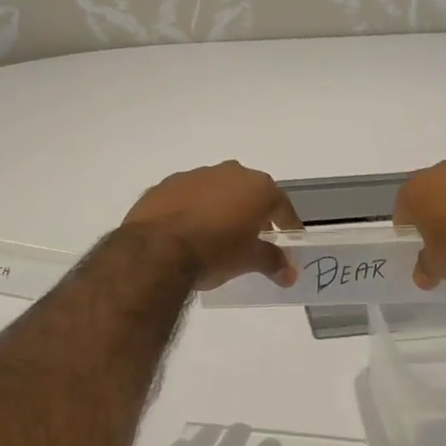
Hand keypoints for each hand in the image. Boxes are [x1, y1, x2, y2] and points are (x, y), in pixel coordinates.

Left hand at [121, 161, 301, 290]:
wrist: (156, 250)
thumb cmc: (214, 252)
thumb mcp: (248, 260)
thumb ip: (272, 261)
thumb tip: (289, 273)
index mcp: (257, 187)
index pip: (282, 207)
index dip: (288, 226)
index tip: (289, 244)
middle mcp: (230, 172)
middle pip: (250, 193)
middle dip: (254, 214)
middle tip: (253, 240)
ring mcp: (196, 175)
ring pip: (218, 191)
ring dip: (222, 209)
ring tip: (217, 237)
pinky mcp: (167, 184)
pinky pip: (189, 196)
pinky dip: (194, 210)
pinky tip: (188, 232)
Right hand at [393, 161, 445, 289]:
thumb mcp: (441, 266)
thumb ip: (426, 267)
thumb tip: (422, 275)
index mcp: (419, 190)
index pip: (403, 207)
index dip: (408, 227)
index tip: (418, 243)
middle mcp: (444, 172)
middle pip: (432, 193)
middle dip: (436, 212)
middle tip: (444, 239)